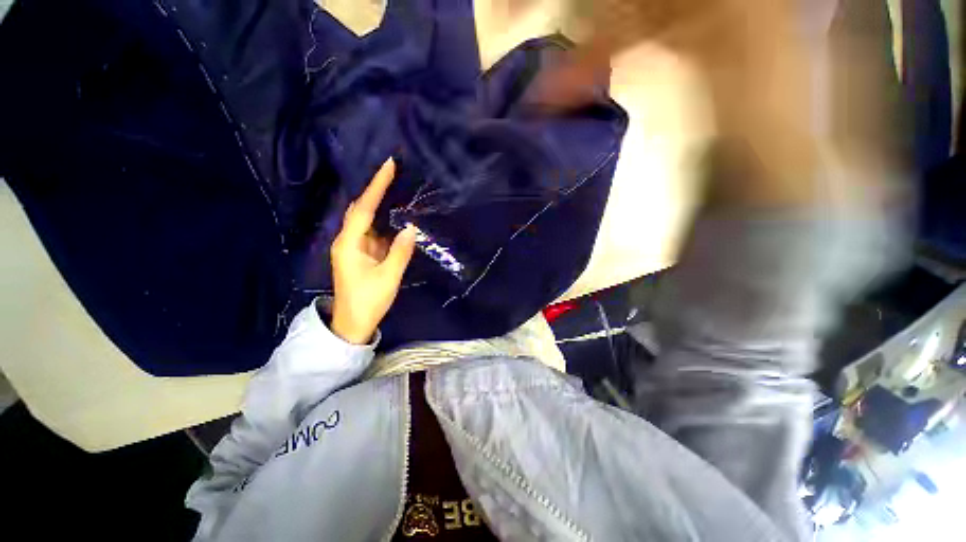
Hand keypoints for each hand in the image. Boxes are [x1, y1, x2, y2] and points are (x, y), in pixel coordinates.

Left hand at [330, 158, 416, 343]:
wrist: (352, 323)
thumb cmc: (368, 301)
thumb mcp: (388, 277)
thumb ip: (400, 252)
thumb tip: (411, 228)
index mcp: (349, 244)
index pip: (363, 209)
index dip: (376, 186)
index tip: (388, 166)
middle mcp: (348, 241)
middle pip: (361, 209)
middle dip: (377, 190)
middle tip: (394, 173)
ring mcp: (354, 247)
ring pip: (367, 220)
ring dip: (380, 205)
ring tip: (397, 189)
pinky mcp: (361, 254)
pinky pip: (373, 232)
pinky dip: (384, 222)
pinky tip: (396, 216)